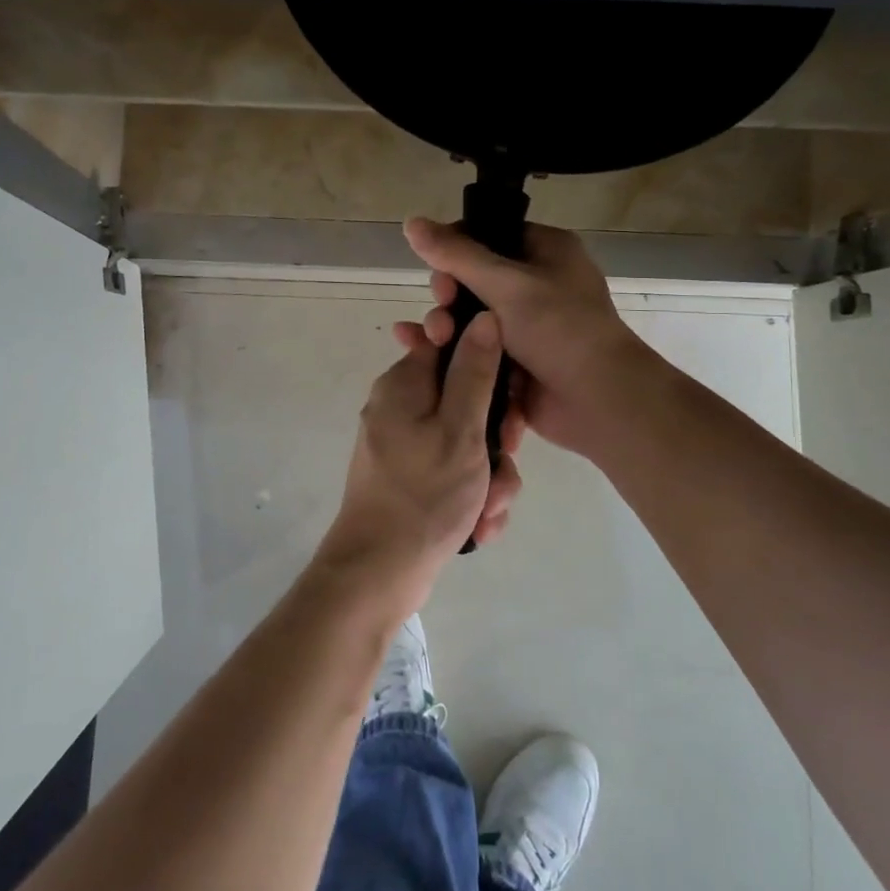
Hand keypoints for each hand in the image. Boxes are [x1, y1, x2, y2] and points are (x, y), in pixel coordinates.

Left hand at [313, 313, 524, 609]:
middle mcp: (401, 406)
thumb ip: (475, 372)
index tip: (510, 398)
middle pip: (466, 397)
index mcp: (404, 384)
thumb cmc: (423, 495)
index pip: (453, 344)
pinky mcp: (413, 476)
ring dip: (490, 474)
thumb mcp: (460, 430)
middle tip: (505, 459)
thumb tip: (485, 316)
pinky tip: (479, 525)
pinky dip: (473, 495)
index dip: (490, 365)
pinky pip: (455, 470)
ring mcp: (406, 444)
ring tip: (489, 508)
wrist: (379, 574)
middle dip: (496, 435)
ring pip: (468, 440)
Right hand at [404, 217, 651, 456]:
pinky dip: (452, 350)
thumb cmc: (560, 329)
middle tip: (443, 309)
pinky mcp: (515, 361)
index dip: (455, 248)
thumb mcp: (506, 284)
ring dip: (445, 325)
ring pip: (470, 317)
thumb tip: (411, 221)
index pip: (488, 235)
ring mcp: (526, 326)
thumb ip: (455, 254)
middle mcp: (536, 284)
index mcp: (545, 252)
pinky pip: (475, 348)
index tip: (436, 268)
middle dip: (448, 294)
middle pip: (473, 278)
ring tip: (434, 339)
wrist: (600, 402)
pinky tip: (418, 351)